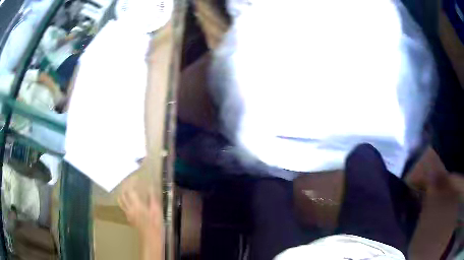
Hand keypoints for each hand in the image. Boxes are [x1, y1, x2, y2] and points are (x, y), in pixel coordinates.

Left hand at [118, 182, 163, 239]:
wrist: (151, 237)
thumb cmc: (155, 224)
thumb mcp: (157, 210)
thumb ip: (152, 197)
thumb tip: (150, 186)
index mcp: (136, 204)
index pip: (130, 190)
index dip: (132, 182)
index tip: (136, 177)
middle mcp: (129, 207)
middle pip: (123, 194)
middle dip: (125, 185)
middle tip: (129, 181)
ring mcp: (128, 213)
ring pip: (120, 200)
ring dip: (122, 192)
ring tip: (126, 188)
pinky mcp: (128, 217)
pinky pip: (123, 206)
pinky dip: (123, 200)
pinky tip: (128, 200)